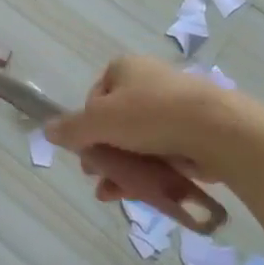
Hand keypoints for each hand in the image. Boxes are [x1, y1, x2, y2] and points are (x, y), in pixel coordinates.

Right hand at [45, 55, 263, 189]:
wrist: (217, 131)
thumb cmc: (151, 115)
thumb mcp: (101, 120)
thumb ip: (72, 128)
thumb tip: (47, 129)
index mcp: (125, 69)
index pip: (94, 97)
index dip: (86, 125)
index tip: (85, 149)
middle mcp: (148, 83)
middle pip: (114, 121)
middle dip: (102, 152)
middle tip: (95, 175)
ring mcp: (172, 108)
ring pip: (136, 142)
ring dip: (119, 168)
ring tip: (109, 194)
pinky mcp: (190, 134)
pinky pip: (158, 154)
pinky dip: (144, 173)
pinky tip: (133, 196)